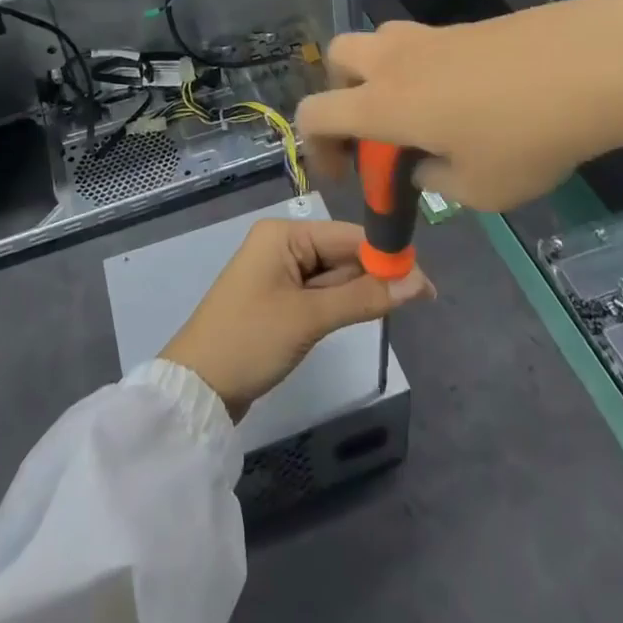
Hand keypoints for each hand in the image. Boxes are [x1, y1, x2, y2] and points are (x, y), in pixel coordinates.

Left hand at [160, 216, 433, 421]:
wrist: (197, 388)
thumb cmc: (250, 340)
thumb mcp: (309, 317)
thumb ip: (363, 297)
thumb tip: (418, 282)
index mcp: (284, 234)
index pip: (346, 234)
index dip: (386, 254)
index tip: (424, 279)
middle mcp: (282, 244)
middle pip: (341, 253)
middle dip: (376, 274)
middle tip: (422, 298)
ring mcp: (279, 272)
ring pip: (333, 275)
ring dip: (361, 291)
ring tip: (404, 306)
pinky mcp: (279, 299)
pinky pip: (319, 293)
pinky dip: (342, 303)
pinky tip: (368, 312)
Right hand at [295, 0, 622, 213]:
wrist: (591, 64)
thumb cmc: (526, 136)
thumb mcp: (479, 188)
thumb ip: (435, 179)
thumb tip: (424, 163)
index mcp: (383, 103)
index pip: (316, 112)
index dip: (314, 146)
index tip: (342, 174)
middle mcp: (395, 60)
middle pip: (338, 57)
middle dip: (342, 93)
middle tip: (374, 128)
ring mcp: (432, 35)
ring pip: (381, 42)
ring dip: (382, 74)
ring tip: (423, 113)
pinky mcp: (467, 26)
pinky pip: (424, 43)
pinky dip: (424, 69)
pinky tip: (470, 100)